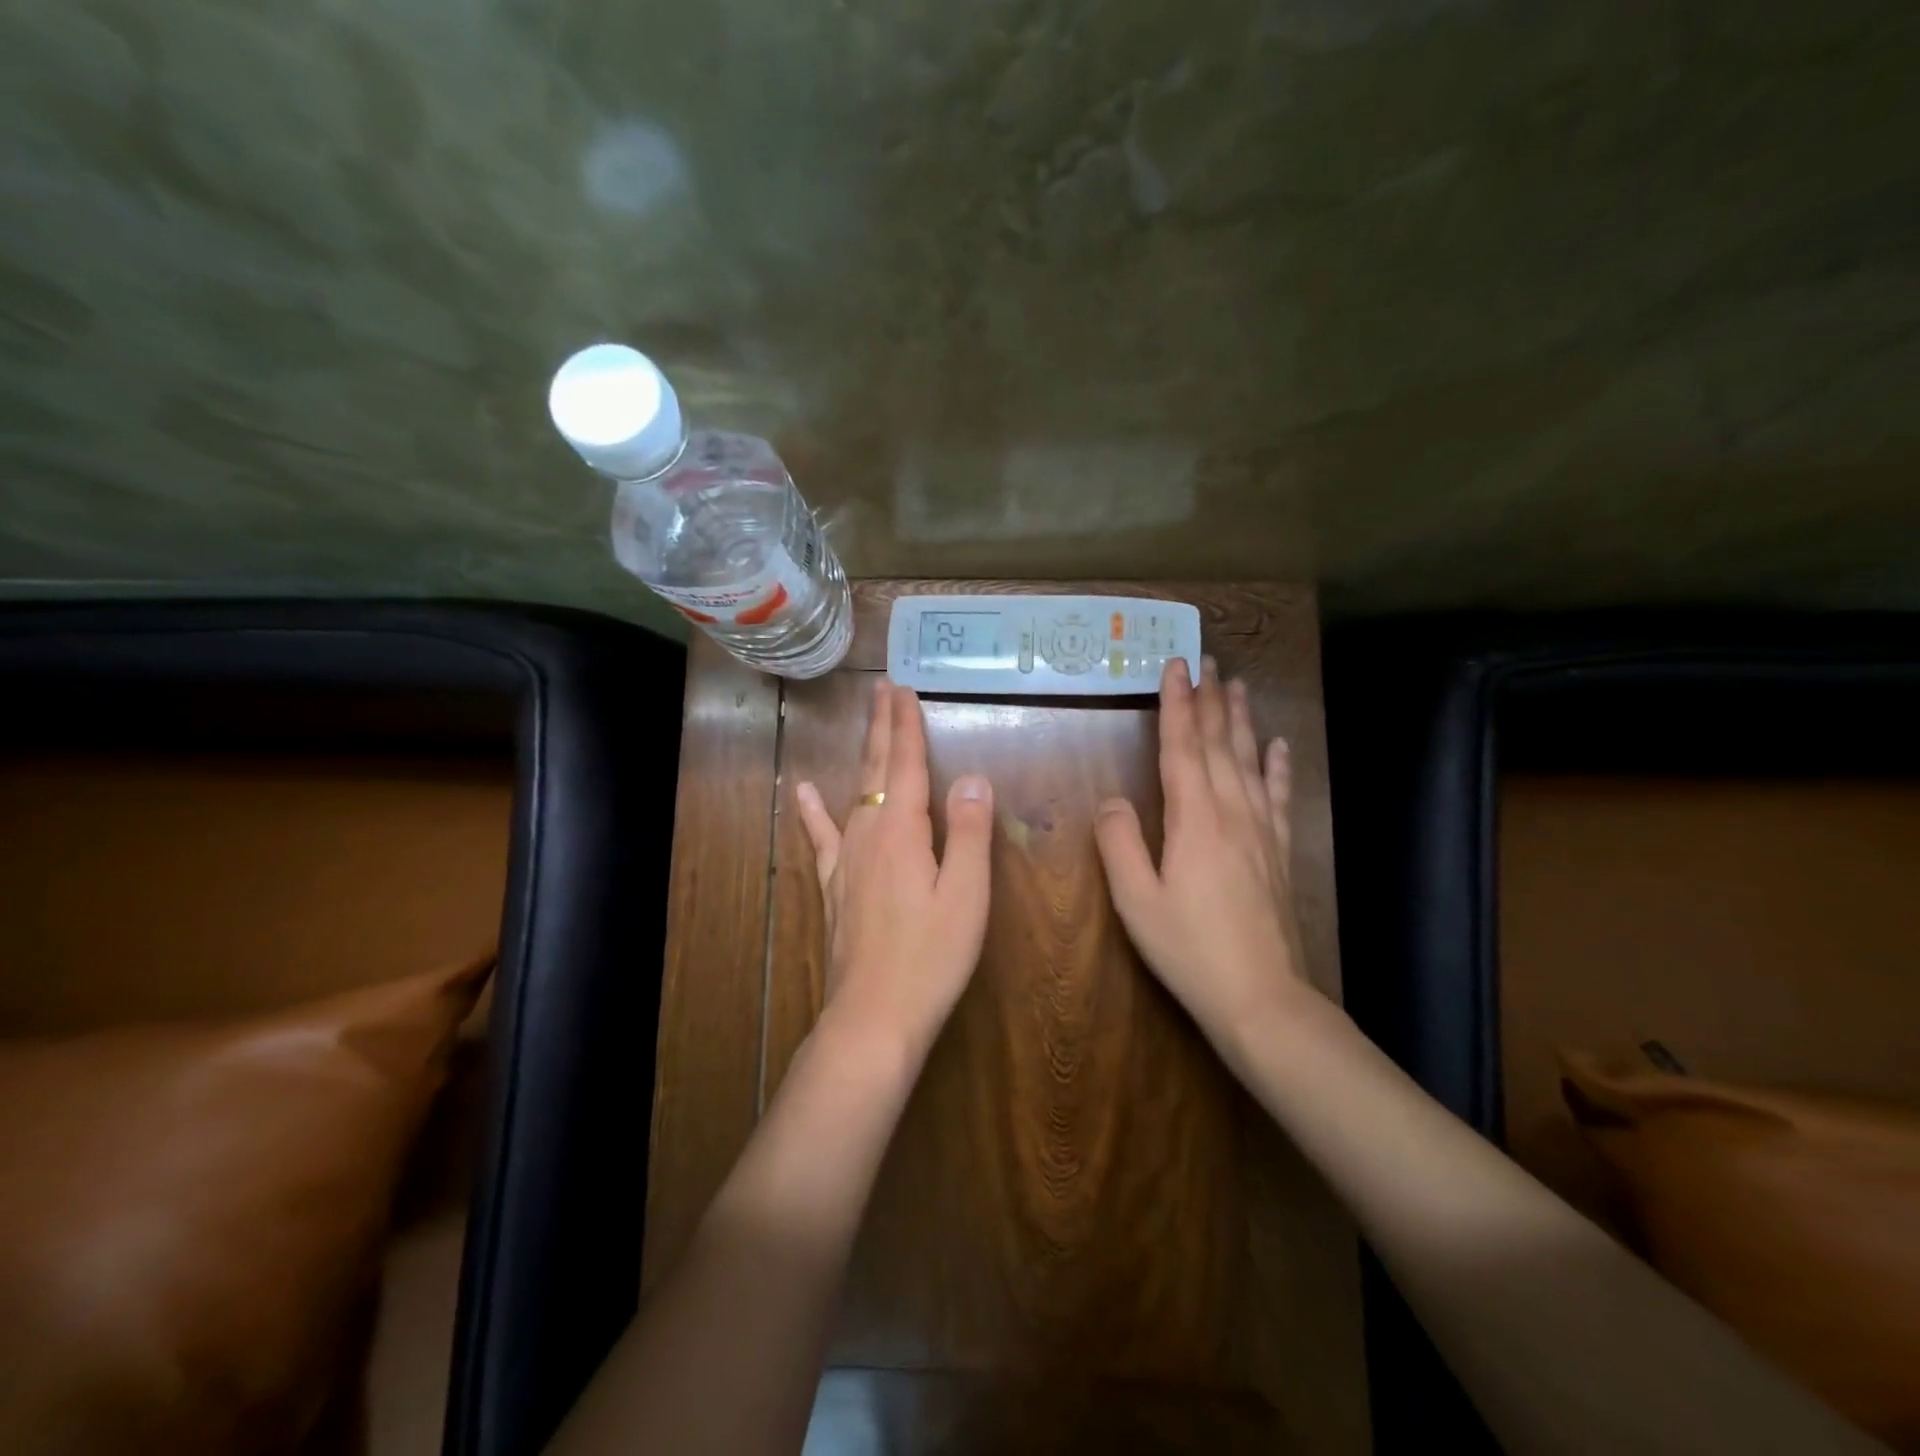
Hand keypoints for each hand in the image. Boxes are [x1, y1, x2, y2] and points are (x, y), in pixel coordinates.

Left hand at [794, 680, 994, 1062]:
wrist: (874, 1016)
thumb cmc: (931, 957)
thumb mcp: (966, 895)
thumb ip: (969, 833)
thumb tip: (972, 777)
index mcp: (902, 833)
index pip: (905, 765)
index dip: (906, 726)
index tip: (903, 689)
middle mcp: (868, 835)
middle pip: (876, 770)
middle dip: (882, 727)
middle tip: (883, 688)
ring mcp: (846, 861)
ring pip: (854, 794)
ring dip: (864, 756)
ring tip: (866, 725)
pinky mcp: (835, 887)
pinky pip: (823, 837)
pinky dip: (813, 812)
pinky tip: (803, 793)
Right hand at [1094, 657, 1315, 1054]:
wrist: (1262, 998)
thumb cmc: (1189, 949)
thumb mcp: (1136, 901)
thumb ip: (1120, 844)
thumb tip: (1112, 800)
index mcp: (1194, 820)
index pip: (1182, 748)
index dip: (1177, 705)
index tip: (1175, 666)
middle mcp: (1231, 813)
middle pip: (1219, 745)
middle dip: (1210, 699)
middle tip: (1207, 660)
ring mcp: (1261, 831)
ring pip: (1250, 762)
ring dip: (1241, 721)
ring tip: (1237, 686)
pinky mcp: (1278, 852)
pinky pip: (1279, 797)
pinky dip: (1278, 767)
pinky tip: (1279, 747)